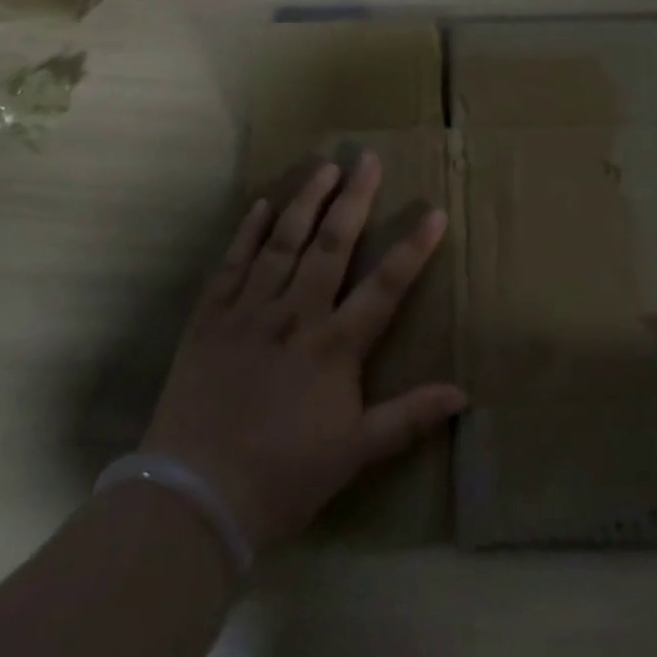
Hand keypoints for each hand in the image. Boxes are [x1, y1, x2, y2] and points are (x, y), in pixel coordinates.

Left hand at [141, 152, 466, 552]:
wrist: (194, 498)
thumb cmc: (283, 476)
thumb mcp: (356, 453)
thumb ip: (409, 418)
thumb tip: (463, 395)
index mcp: (334, 345)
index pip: (385, 286)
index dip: (413, 247)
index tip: (434, 211)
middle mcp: (295, 315)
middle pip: (332, 245)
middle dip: (354, 199)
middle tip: (366, 158)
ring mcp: (249, 312)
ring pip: (283, 243)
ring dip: (305, 201)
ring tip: (322, 167)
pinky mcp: (209, 319)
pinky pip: (231, 265)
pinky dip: (246, 233)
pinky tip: (259, 205)